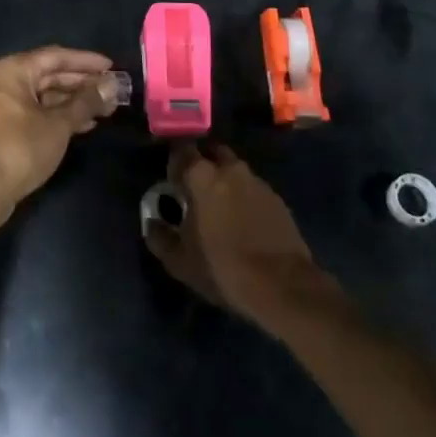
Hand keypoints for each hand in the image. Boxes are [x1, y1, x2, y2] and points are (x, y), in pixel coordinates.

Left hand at [0, 46, 117, 231]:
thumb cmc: (20, 148)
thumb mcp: (59, 124)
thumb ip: (86, 102)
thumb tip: (110, 85)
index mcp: (13, 70)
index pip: (56, 57)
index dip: (86, 61)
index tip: (112, 68)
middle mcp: (4, 81)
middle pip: (49, 75)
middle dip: (82, 84)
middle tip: (112, 92)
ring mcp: (1, 105)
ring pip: (43, 96)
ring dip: (73, 102)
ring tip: (104, 110)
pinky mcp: (2, 128)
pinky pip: (35, 112)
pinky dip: (58, 116)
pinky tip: (83, 125)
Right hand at [143, 143, 321, 327]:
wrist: (283, 287)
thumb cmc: (223, 268)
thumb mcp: (180, 261)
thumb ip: (160, 237)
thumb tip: (152, 223)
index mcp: (201, 175)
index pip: (181, 150)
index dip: (174, 163)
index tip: (171, 181)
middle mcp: (230, 168)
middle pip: (212, 153)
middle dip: (203, 165)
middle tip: (196, 190)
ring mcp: (257, 181)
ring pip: (235, 170)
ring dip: (226, 181)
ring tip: (221, 209)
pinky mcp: (277, 199)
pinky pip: (253, 189)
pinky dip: (245, 198)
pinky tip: (244, 223)